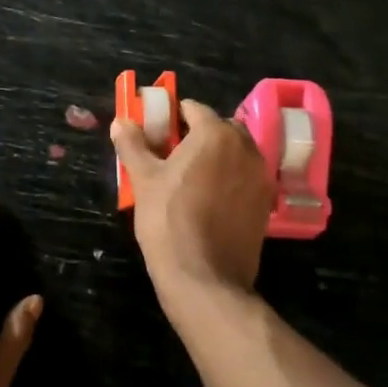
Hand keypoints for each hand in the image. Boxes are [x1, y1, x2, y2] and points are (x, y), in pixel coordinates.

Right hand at [111, 99, 273, 296]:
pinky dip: (228, 179)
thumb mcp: (143, 180)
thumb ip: (133, 144)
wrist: (205, 277)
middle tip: (170, 156)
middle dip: (196, 135)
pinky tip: (208, 200)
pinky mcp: (266, 203)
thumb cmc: (168, 221)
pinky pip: (244, 178)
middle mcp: (245, 148)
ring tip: (188, 179)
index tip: (155, 132)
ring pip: (235, 153)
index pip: (192, 109)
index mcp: (216, 134)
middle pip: (218, 129)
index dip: (171, 116)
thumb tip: (121, 121)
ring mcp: (260, 176)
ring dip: (215, 157)